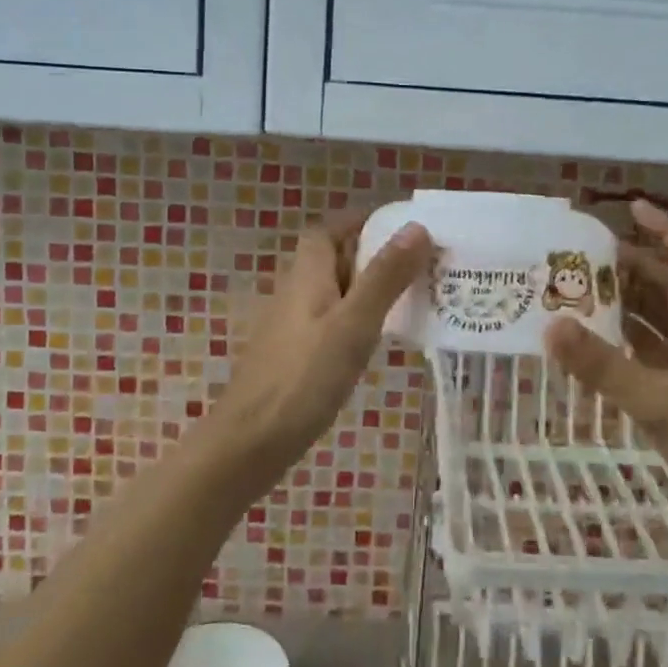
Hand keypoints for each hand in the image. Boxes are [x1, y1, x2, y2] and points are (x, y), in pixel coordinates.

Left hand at [209, 214, 432, 476]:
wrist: (249, 443)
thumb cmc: (303, 378)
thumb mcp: (353, 324)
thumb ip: (384, 277)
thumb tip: (415, 228)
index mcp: (306, 276)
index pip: (327, 231)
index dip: (358, 222)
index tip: (399, 226)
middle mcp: (294, 294)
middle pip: (331, 260)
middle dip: (371, 255)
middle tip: (418, 264)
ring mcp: (291, 328)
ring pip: (333, 294)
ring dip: (366, 290)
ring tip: (410, 298)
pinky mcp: (293, 358)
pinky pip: (329, 324)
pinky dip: (355, 321)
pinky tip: (376, 341)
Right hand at [545, 200, 667, 531]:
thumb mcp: (660, 403)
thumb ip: (604, 367)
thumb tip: (551, 325)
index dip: (665, 231)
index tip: (631, 209)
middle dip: (633, 265)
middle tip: (585, 255)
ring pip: (657, 321)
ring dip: (625, 303)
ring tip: (581, 290)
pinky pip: (649, 353)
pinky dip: (624, 342)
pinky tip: (595, 343)